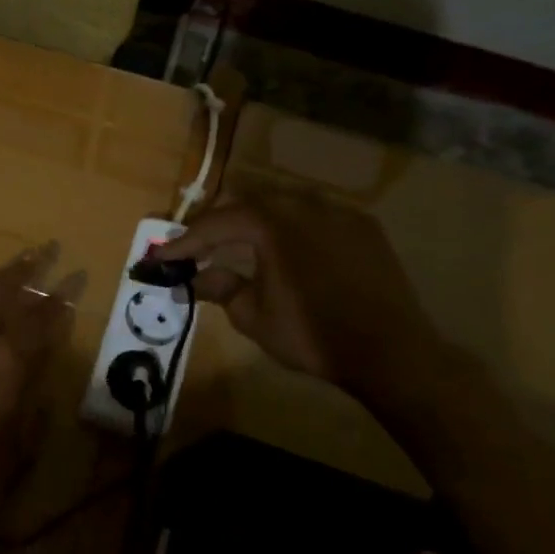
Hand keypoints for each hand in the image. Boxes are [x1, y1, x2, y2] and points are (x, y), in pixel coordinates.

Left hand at [0, 245, 72, 541]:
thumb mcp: (22, 446)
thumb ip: (36, 407)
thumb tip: (41, 382)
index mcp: (8, 363)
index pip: (42, 318)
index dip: (62, 296)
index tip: (77, 275)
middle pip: (4, 292)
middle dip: (28, 268)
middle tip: (45, 249)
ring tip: (10, 266)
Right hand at [149, 191, 445, 396]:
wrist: (392, 351)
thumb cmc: (313, 335)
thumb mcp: (254, 317)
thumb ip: (221, 288)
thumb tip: (196, 277)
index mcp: (270, 223)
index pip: (215, 224)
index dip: (184, 242)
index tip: (161, 257)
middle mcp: (302, 204)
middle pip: (246, 202)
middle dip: (217, 224)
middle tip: (197, 247)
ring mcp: (337, 211)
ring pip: (282, 203)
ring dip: (255, 221)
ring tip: (240, 244)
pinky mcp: (363, 225)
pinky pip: (316, 215)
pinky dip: (292, 226)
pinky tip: (289, 248)